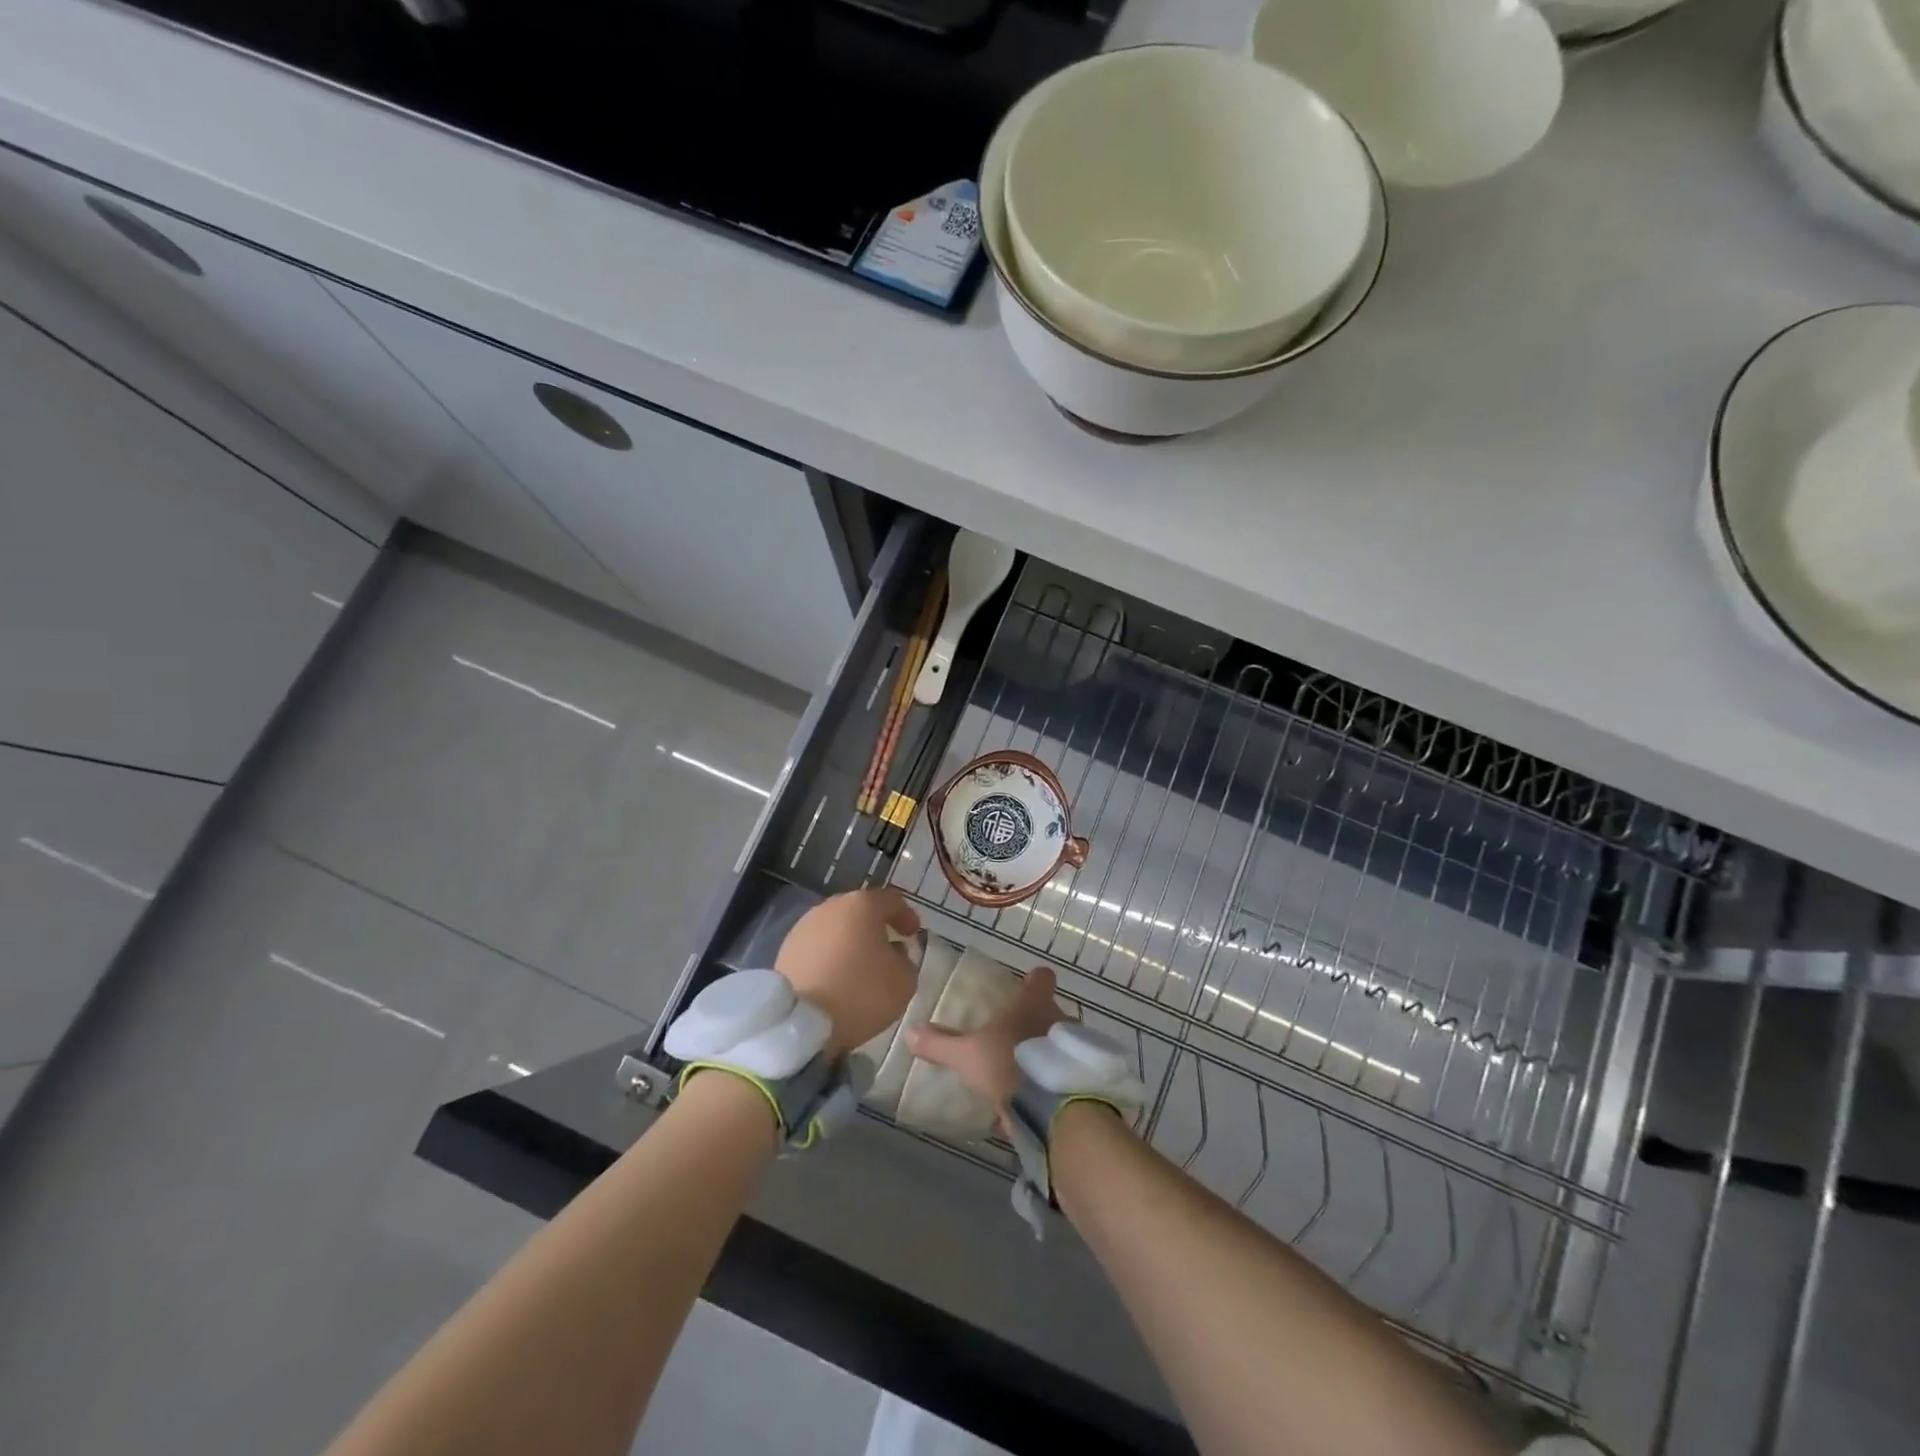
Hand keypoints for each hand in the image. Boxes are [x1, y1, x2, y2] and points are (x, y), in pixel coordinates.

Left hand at [776, 888, 921, 1053]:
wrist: (800, 1023)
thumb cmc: (860, 993)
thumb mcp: (903, 981)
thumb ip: (907, 960)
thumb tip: (894, 952)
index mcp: (862, 905)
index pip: (891, 900)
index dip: (906, 915)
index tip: (913, 934)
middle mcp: (831, 907)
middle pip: (860, 910)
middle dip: (875, 926)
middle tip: (888, 947)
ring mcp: (804, 926)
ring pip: (836, 927)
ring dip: (850, 941)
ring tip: (859, 967)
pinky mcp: (786, 949)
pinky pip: (817, 946)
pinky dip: (830, 956)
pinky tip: (836, 977)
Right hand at [907, 965, 1068, 1117]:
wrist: (1052, 1106)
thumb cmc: (1008, 1062)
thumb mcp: (966, 1055)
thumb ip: (940, 1043)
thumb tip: (910, 1031)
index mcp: (1033, 1002)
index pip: (1041, 977)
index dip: (1033, 980)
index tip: (1026, 985)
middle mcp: (1058, 1017)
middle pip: (1050, 1011)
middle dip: (1036, 1021)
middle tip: (1016, 1036)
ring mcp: (1073, 1048)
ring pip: (1059, 1042)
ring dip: (1046, 1052)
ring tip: (1025, 1071)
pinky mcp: (1079, 1077)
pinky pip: (1063, 1074)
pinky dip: (1051, 1082)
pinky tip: (1034, 1100)